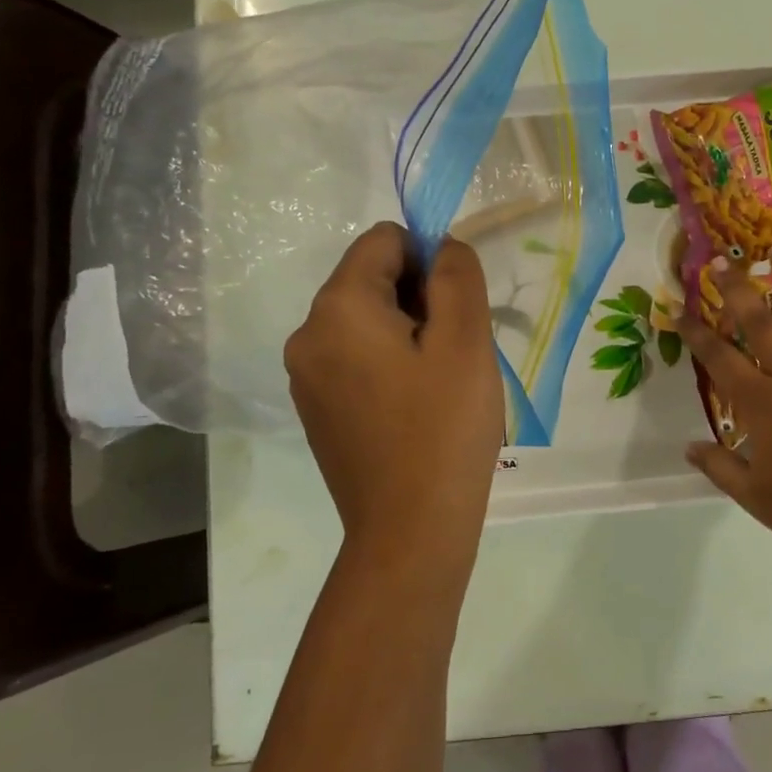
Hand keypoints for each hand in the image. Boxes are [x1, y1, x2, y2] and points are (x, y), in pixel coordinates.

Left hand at [286, 223, 502, 554]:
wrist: (410, 530)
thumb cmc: (444, 428)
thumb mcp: (465, 340)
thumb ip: (457, 275)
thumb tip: (442, 247)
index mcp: (337, 308)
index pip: (384, 241)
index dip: (430, 259)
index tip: (458, 310)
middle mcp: (307, 334)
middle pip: (371, 279)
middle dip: (420, 299)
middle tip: (454, 352)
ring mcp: (305, 376)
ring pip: (366, 321)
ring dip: (408, 332)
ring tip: (439, 383)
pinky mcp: (315, 409)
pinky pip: (355, 358)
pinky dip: (389, 363)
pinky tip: (416, 406)